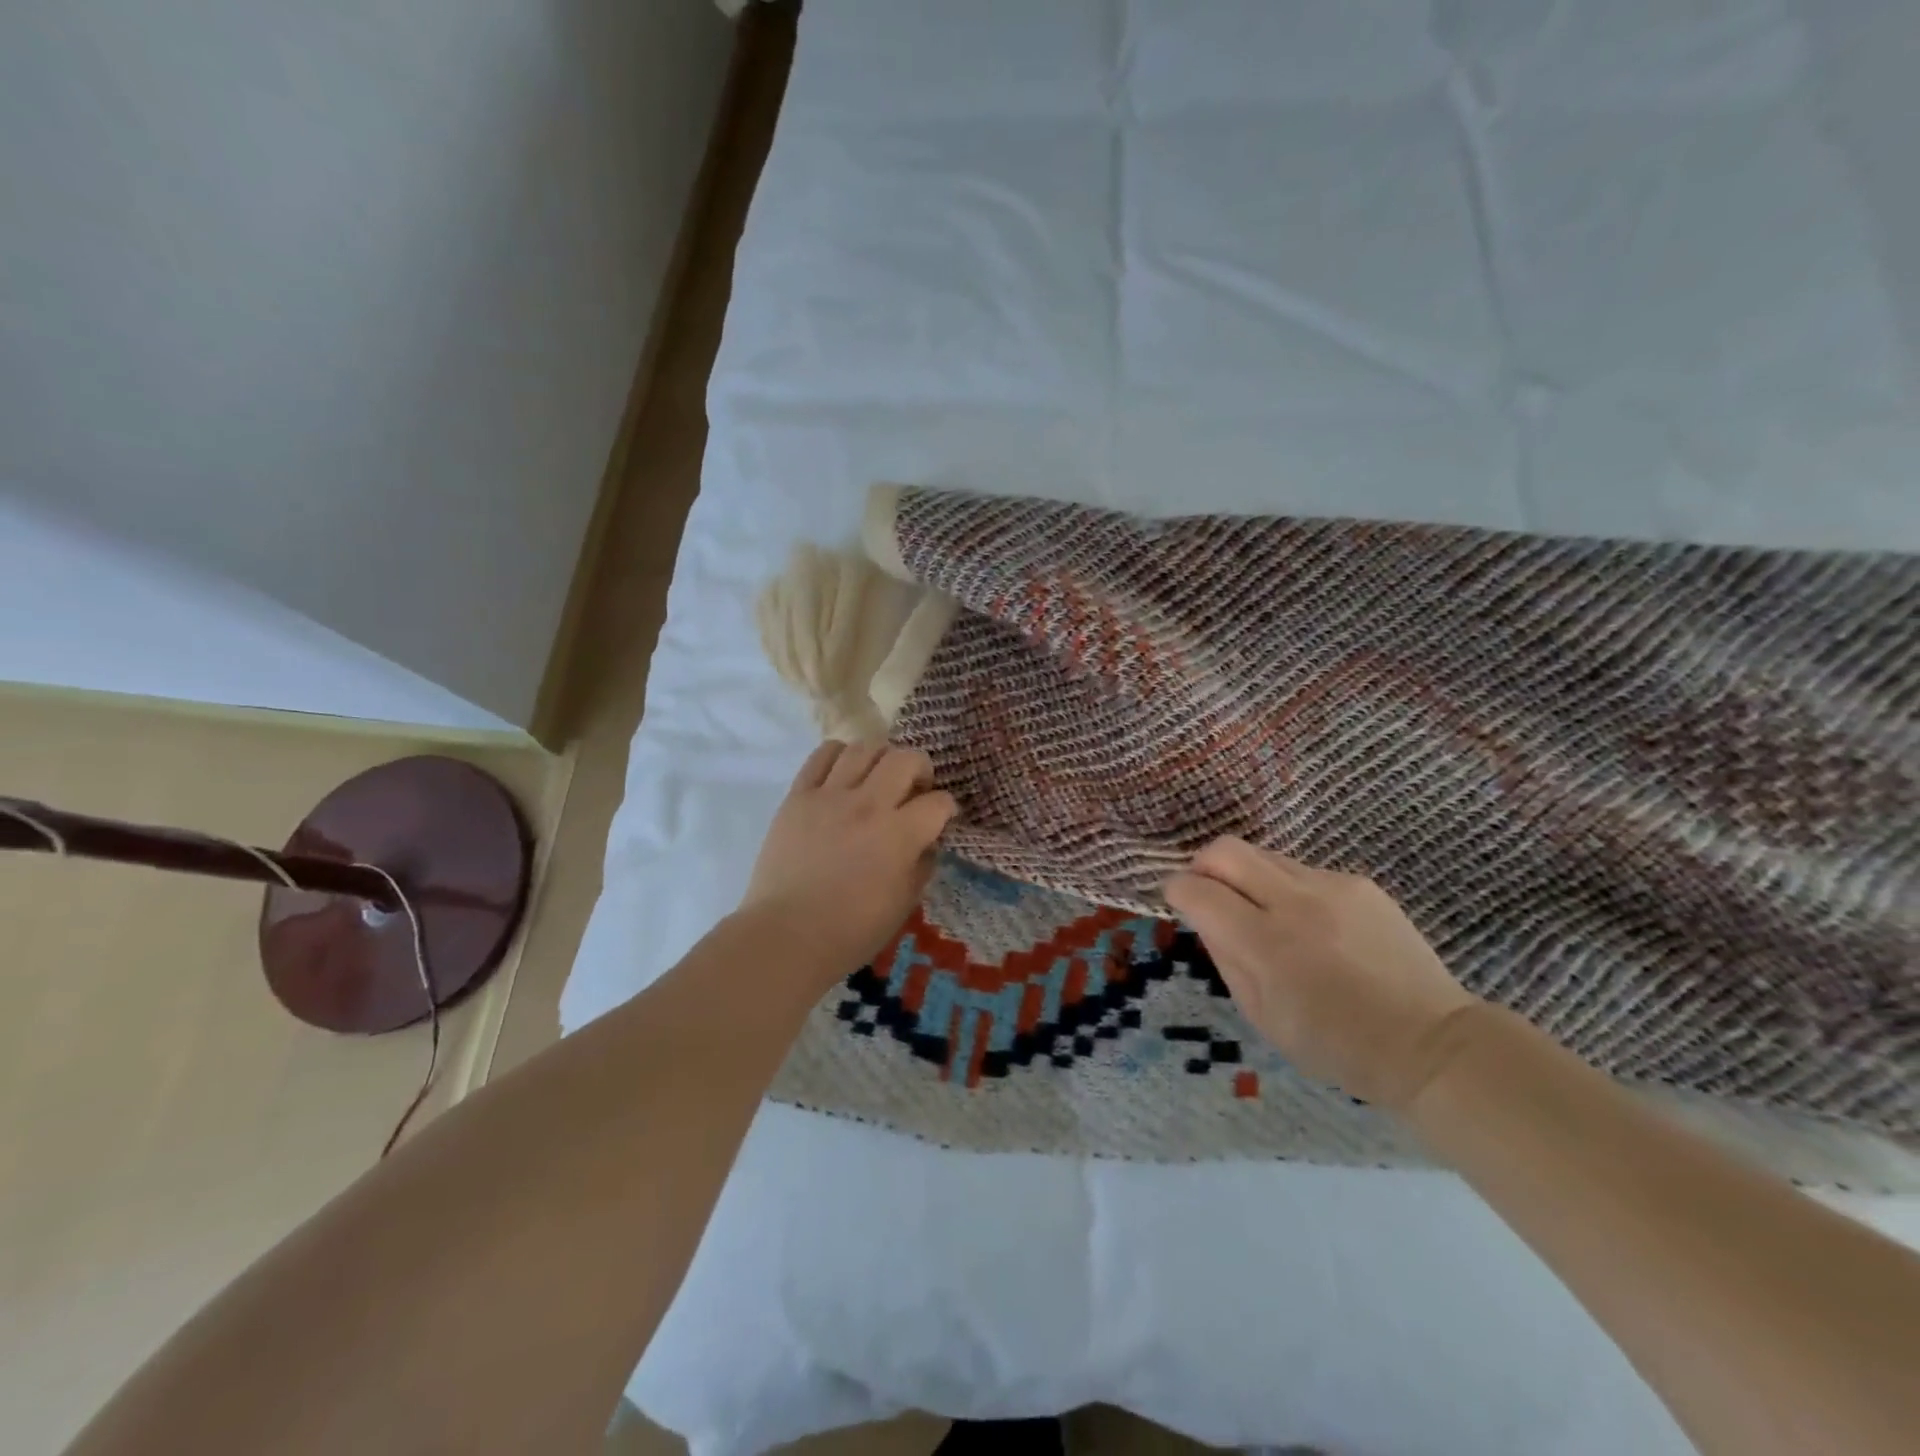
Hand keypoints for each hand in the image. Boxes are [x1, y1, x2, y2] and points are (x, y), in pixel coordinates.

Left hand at [739, 741, 956, 976]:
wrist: (787, 935)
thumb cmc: (850, 931)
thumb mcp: (903, 904)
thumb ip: (921, 866)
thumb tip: (927, 842)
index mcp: (899, 834)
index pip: (938, 802)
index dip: (946, 808)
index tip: (941, 817)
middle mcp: (868, 804)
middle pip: (905, 758)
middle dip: (920, 768)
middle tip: (914, 788)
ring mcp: (830, 796)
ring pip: (864, 748)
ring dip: (881, 757)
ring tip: (878, 776)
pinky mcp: (798, 796)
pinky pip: (822, 755)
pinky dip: (840, 755)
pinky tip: (844, 773)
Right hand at [1164, 838, 1480, 1108]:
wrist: (1430, 1043)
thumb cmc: (1335, 1044)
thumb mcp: (1261, 1014)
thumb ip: (1225, 957)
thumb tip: (1205, 918)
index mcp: (1265, 943)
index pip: (1198, 890)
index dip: (1177, 890)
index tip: (1178, 901)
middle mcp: (1294, 901)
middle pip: (1225, 850)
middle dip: (1203, 865)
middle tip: (1207, 892)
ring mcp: (1331, 886)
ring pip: (1263, 854)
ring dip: (1246, 876)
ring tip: (1261, 914)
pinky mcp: (1359, 882)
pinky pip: (1302, 871)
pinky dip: (1287, 888)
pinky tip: (1309, 924)